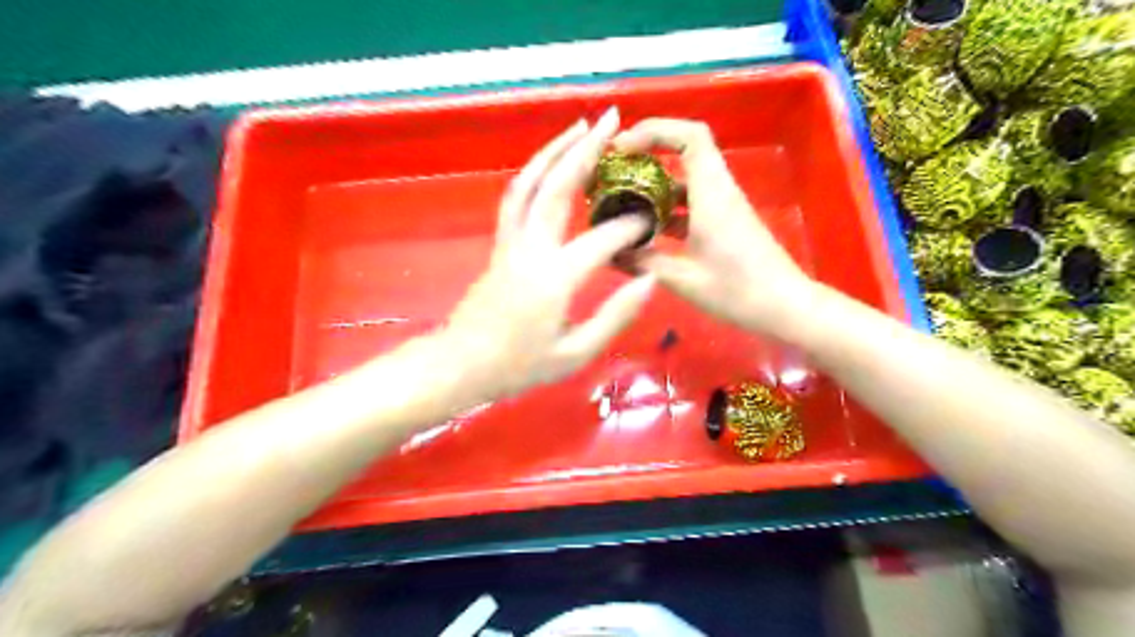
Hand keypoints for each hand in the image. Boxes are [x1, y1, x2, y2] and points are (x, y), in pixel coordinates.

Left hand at [442, 107, 655, 400]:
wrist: (462, 365)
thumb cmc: (520, 366)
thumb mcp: (575, 353)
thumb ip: (615, 315)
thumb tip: (649, 280)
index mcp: (555, 278)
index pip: (603, 239)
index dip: (632, 226)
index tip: (653, 219)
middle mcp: (531, 249)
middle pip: (559, 187)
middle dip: (587, 150)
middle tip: (612, 121)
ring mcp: (510, 243)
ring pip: (530, 183)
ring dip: (554, 150)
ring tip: (579, 126)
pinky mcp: (499, 245)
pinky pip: (516, 198)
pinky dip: (534, 173)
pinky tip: (549, 164)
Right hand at [616, 117, 810, 337]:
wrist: (784, 307)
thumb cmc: (737, 291)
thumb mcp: (683, 279)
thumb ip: (643, 262)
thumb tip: (610, 253)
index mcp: (712, 194)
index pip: (690, 136)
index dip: (655, 130)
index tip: (621, 147)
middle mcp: (718, 191)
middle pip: (686, 150)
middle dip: (648, 152)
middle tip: (614, 170)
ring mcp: (722, 207)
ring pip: (686, 179)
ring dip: (655, 185)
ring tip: (621, 201)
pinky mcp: (723, 223)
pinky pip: (691, 203)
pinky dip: (666, 208)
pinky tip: (645, 231)